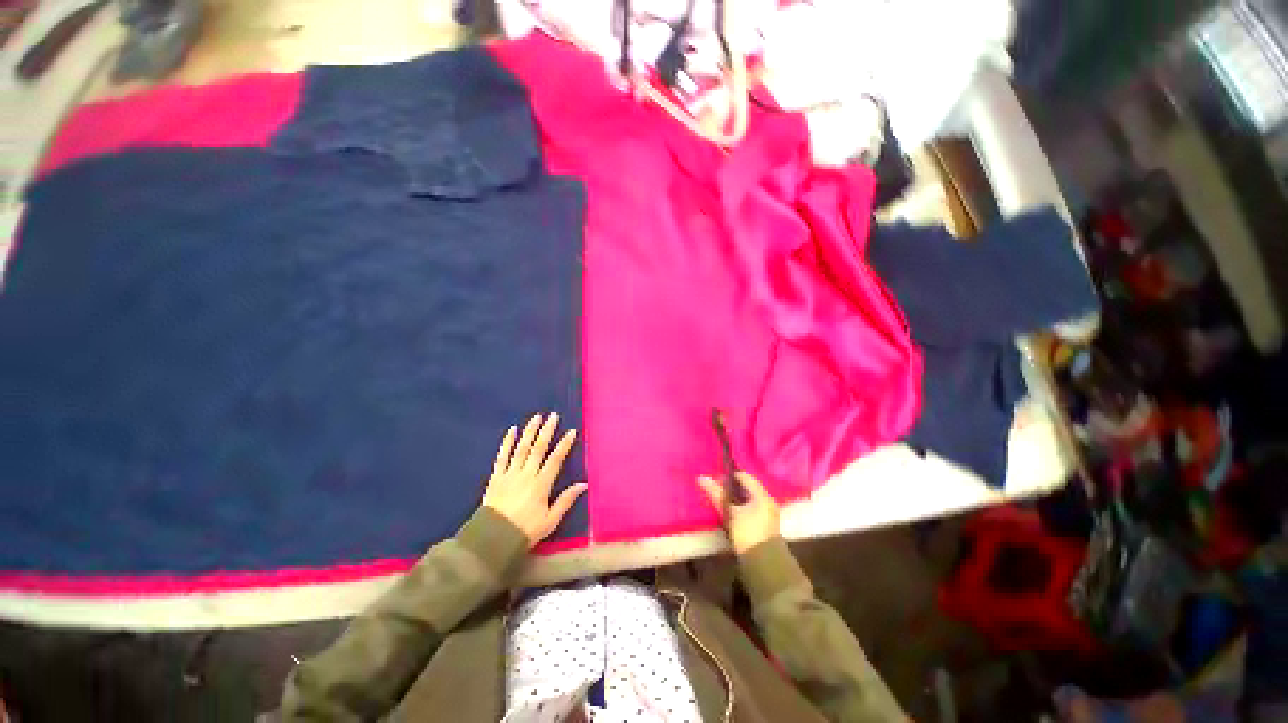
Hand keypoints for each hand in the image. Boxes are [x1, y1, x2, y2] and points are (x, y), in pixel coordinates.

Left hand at [483, 412, 585, 547]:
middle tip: (553, 416)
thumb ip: (566, 500)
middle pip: (538, 448)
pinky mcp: (496, 477)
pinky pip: (502, 456)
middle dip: (547, 431)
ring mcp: (510, 474)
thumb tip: (583, 484)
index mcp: (541, 484)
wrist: (493, 539)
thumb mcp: (550, 520)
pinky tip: (512, 431)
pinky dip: (507, 442)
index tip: (571, 431)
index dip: (564, 444)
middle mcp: (527, 474)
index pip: (555, 459)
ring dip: (530, 431)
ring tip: (537, 417)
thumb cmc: (525, 530)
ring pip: (522, 448)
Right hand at [697, 472, 780, 553]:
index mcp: (762, 495)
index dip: (730, 475)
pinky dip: (740, 507)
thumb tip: (702, 478)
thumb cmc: (747, 533)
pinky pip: (751, 508)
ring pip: (748, 499)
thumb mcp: (730, 512)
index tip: (716, 478)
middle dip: (732, 487)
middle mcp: (767, 501)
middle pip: (747, 488)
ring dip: (735, 498)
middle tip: (716, 488)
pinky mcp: (764, 525)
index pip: (745, 477)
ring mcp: (768, 514)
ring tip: (720, 499)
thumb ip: (717, 494)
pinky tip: (730, 512)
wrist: (763, 564)